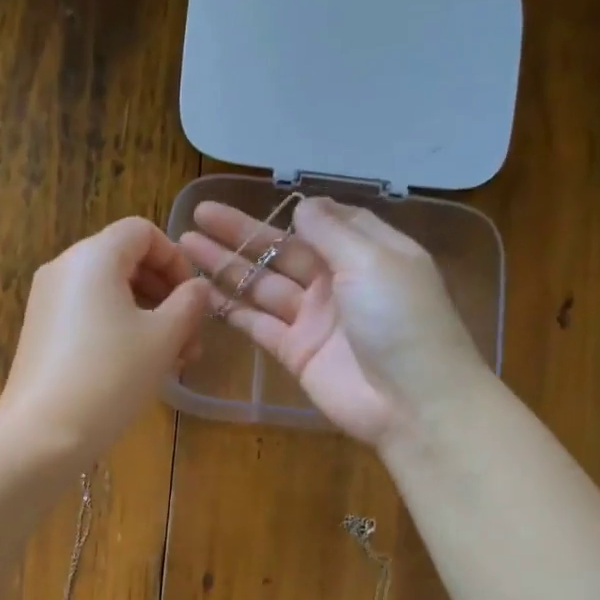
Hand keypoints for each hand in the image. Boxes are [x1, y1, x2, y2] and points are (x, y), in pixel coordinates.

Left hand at [0, 217, 212, 463]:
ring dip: (147, 317)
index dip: (176, 259)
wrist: (43, 432)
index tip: (194, 299)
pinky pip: (88, 315)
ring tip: (172, 360)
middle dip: (165, 295)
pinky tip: (138, 367)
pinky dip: (118, 329)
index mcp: (93, 256)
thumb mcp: (162, 339)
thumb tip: (198, 288)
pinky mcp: (42, 331)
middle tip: (190, 338)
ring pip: (109, 293)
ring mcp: (48, 300)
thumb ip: (188, 304)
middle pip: (125, 261)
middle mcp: (64, 268)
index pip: (142, 232)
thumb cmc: (110, 377)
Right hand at [179, 197, 484, 447]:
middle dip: (241, 233)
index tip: (255, 197)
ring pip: (262, 284)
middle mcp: (337, 282)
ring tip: (187, 246)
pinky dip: (231, 309)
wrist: (412, 403)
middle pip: (282, 250)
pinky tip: (200, 292)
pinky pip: (257, 324)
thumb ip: (333, 231)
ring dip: (227, 266)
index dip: (290, 211)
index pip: (325, 222)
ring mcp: (313, 319)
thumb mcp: (373, 261)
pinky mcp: (295, 352)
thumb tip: (303, 205)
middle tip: (199, 216)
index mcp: (366, 253)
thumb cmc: (402, 321)